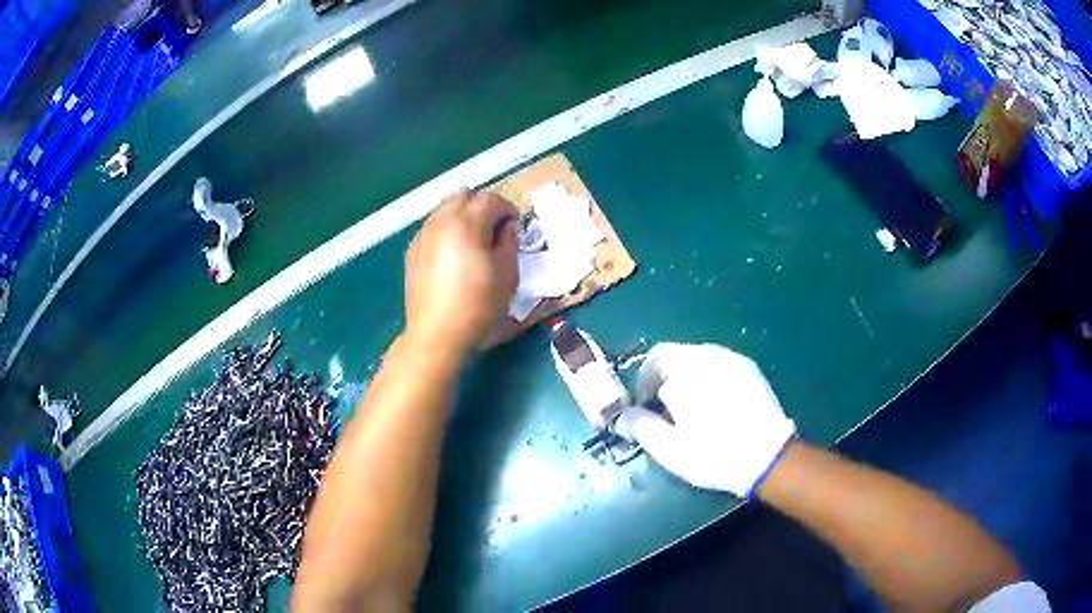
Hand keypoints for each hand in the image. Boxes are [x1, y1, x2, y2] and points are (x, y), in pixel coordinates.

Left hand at [404, 190, 518, 353]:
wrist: (436, 333)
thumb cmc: (477, 305)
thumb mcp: (507, 274)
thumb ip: (510, 242)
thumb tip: (506, 227)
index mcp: (466, 223)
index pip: (491, 199)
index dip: (508, 209)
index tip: (515, 228)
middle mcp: (441, 221)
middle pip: (464, 194)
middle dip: (483, 205)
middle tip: (495, 228)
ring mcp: (423, 234)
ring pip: (445, 208)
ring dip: (463, 214)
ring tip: (474, 240)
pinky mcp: (412, 250)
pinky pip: (433, 226)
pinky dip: (447, 229)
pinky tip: (453, 254)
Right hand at [614, 343, 794, 496]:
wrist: (768, 457)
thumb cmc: (713, 453)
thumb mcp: (668, 448)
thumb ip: (639, 426)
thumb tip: (622, 415)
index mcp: (686, 368)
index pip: (653, 359)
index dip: (642, 382)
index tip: (644, 407)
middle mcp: (709, 354)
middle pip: (676, 357)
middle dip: (665, 381)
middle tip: (665, 412)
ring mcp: (733, 360)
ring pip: (699, 361)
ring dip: (687, 380)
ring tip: (691, 411)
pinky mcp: (750, 370)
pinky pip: (720, 367)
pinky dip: (709, 380)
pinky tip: (716, 407)